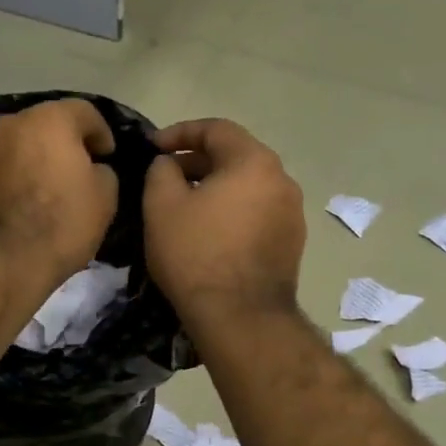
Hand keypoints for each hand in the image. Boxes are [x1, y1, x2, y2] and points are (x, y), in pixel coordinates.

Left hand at [0, 99, 118, 288]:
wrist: (0, 262)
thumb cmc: (61, 222)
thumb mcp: (105, 197)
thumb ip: (103, 172)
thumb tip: (92, 169)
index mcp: (49, 119)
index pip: (84, 111)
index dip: (101, 132)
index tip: (108, 155)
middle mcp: (12, 124)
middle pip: (47, 123)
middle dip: (66, 141)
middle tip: (82, 167)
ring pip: (21, 144)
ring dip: (38, 157)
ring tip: (53, 186)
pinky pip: (4, 166)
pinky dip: (18, 175)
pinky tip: (28, 200)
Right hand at [144, 118, 305, 325]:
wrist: (240, 316)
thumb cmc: (196, 253)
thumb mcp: (161, 205)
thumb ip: (161, 170)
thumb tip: (169, 164)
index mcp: (254, 161)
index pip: (216, 129)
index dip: (179, 132)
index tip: (153, 147)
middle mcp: (282, 180)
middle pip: (236, 155)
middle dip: (197, 160)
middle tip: (166, 176)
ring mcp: (293, 213)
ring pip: (248, 185)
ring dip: (216, 186)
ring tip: (185, 204)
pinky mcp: (292, 242)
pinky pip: (257, 211)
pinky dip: (232, 210)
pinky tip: (210, 231)